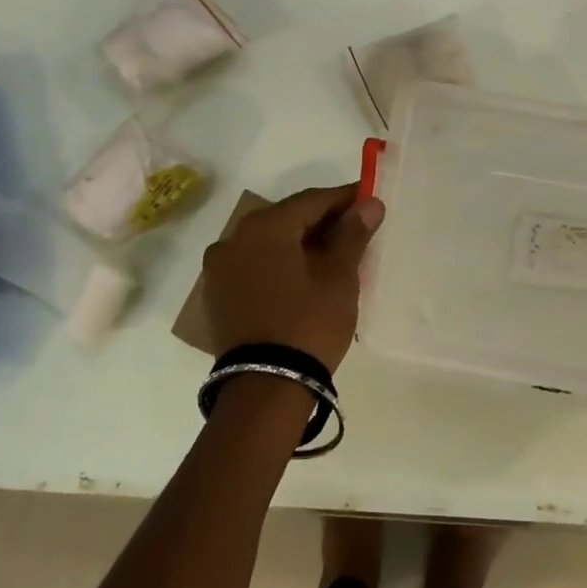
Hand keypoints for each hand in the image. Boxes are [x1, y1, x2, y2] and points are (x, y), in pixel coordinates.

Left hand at [202, 183, 384, 371]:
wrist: (265, 388)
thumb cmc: (308, 324)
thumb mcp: (339, 278)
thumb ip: (352, 235)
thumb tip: (369, 203)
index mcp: (264, 227)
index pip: (311, 200)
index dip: (344, 199)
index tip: (369, 200)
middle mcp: (233, 239)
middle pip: (286, 219)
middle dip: (321, 222)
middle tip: (355, 230)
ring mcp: (219, 269)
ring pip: (268, 243)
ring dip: (299, 244)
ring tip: (331, 257)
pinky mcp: (217, 296)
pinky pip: (254, 266)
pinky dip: (278, 264)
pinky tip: (302, 278)